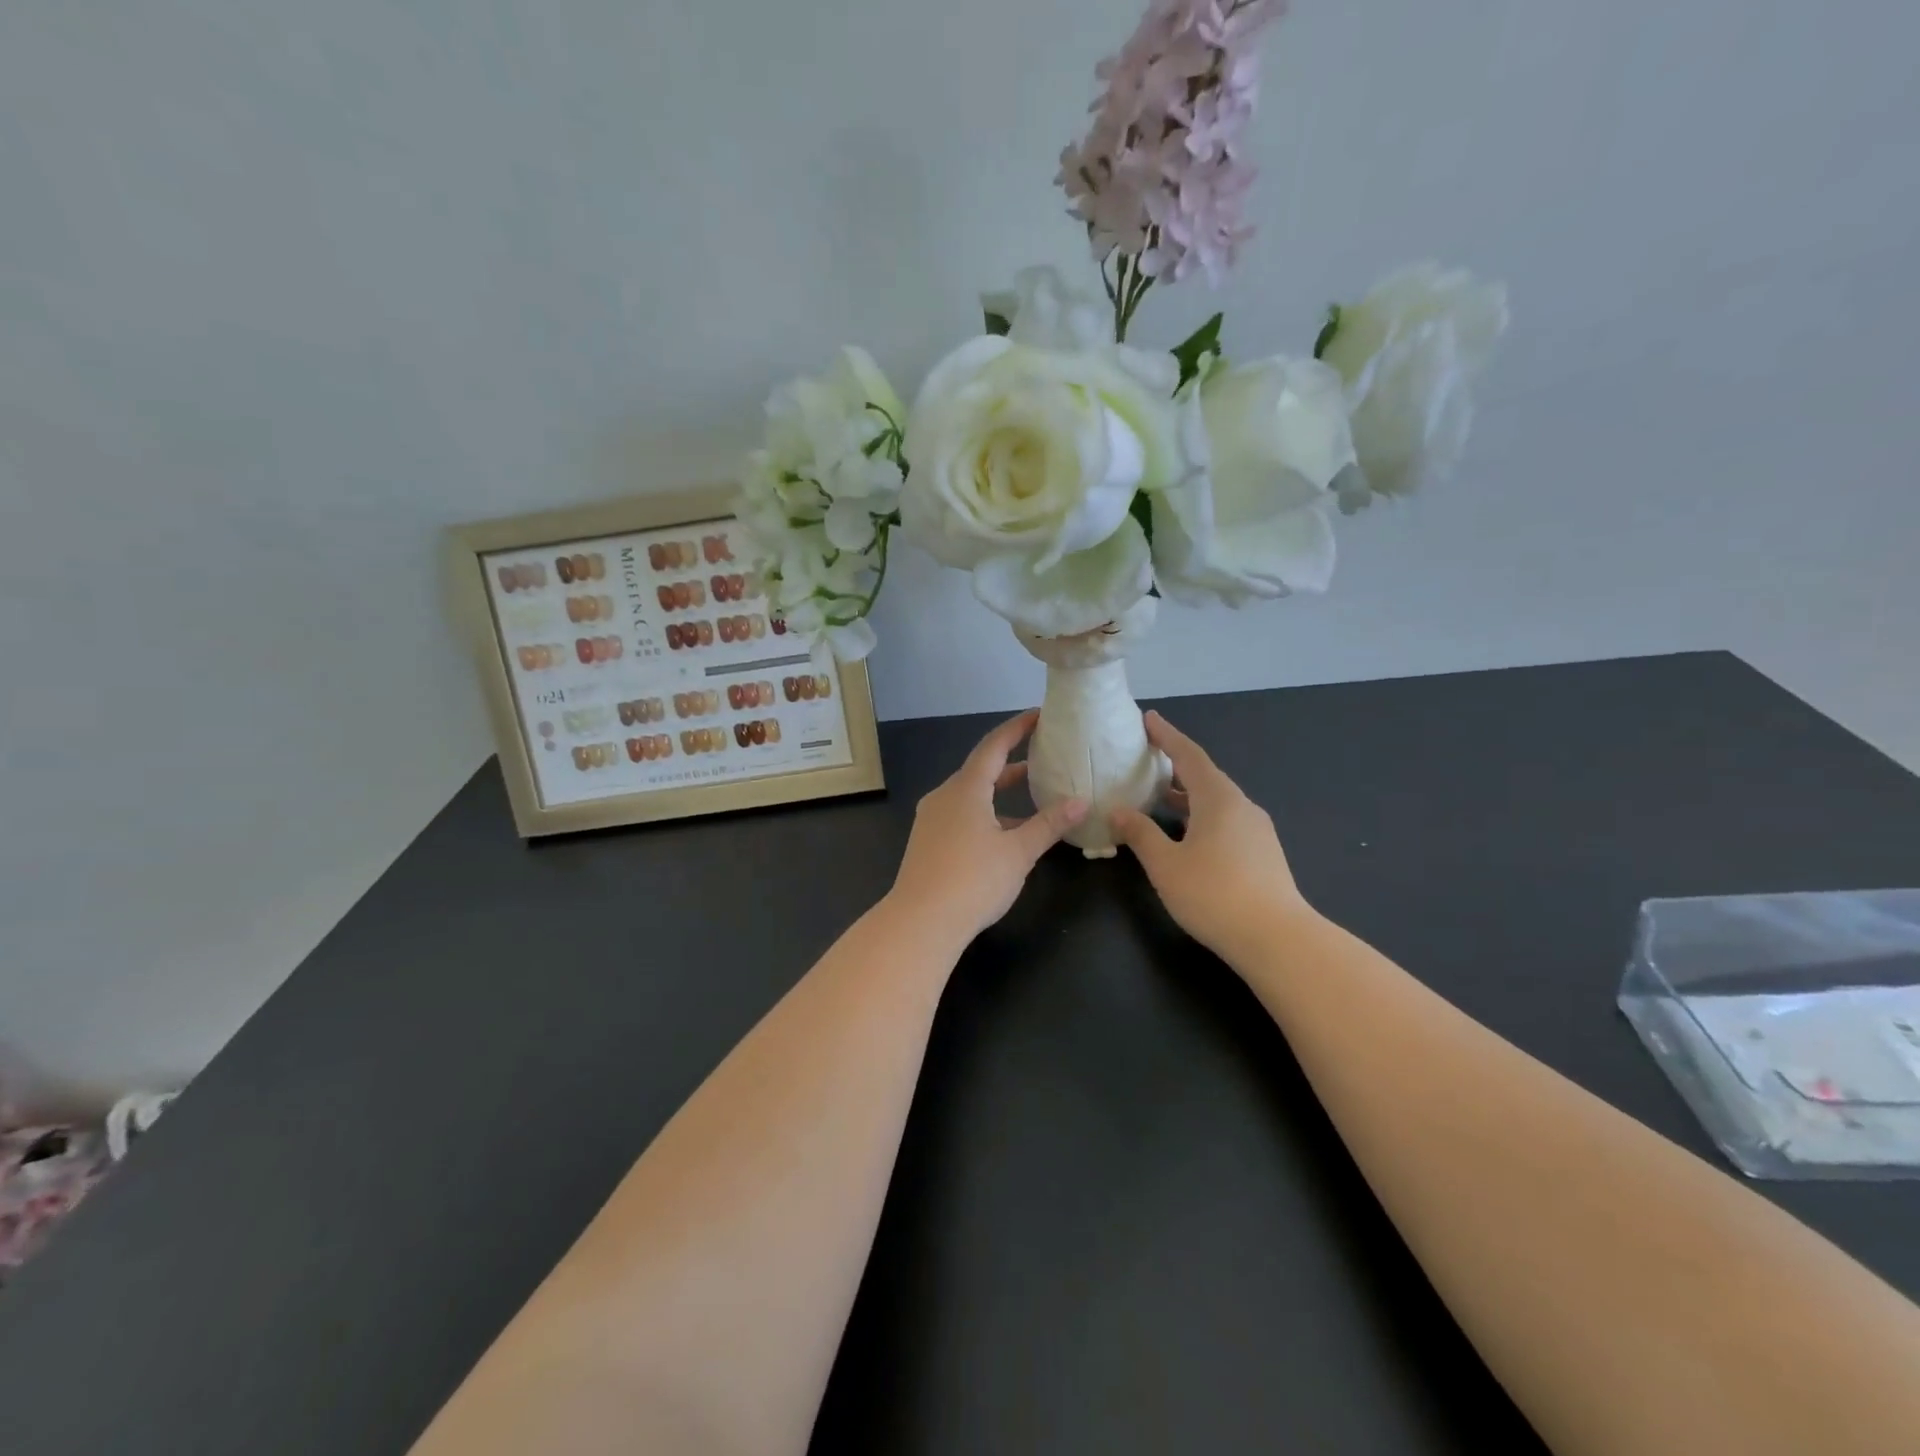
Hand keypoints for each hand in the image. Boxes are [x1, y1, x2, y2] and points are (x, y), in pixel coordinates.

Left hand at [886, 710, 1086, 944]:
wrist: (920, 922)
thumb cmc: (973, 881)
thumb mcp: (1018, 852)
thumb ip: (1049, 824)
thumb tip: (1081, 802)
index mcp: (965, 789)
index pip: (993, 746)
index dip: (1017, 728)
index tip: (1039, 716)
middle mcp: (944, 796)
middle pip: (981, 769)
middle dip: (1012, 761)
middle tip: (1043, 754)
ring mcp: (932, 819)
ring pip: (971, 795)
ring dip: (1000, 791)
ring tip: (1033, 792)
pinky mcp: (928, 841)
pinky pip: (961, 814)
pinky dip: (987, 812)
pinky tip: (1007, 832)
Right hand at [1110, 711, 1314, 964]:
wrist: (1278, 939)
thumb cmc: (1214, 895)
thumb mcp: (1166, 865)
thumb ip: (1140, 834)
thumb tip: (1118, 811)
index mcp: (1218, 799)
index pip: (1189, 756)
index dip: (1167, 736)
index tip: (1148, 719)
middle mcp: (1241, 806)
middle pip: (1205, 776)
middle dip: (1175, 765)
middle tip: (1147, 758)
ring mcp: (1256, 831)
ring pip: (1215, 801)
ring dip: (1186, 794)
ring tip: (1157, 796)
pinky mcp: (1262, 854)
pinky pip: (1225, 821)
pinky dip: (1199, 815)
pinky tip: (1185, 834)